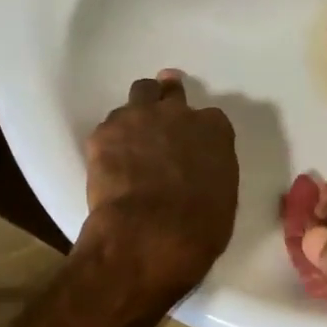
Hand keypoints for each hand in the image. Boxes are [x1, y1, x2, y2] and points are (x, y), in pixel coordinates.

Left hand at [81, 71, 238, 305]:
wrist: (150, 234)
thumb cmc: (199, 226)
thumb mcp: (222, 197)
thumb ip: (211, 171)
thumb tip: (197, 172)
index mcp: (214, 130)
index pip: (210, 118)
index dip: (199, 129)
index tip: (193, 142)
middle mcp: (177, 113)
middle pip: (170, 92)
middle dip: (166, 99)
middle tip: (160, 110)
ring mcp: (138, 118)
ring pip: (138, 96)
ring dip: (137, 112)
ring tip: (131, 134)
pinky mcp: (104, 132)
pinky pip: (108, 127)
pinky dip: (111, 140)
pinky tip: (109, 160)